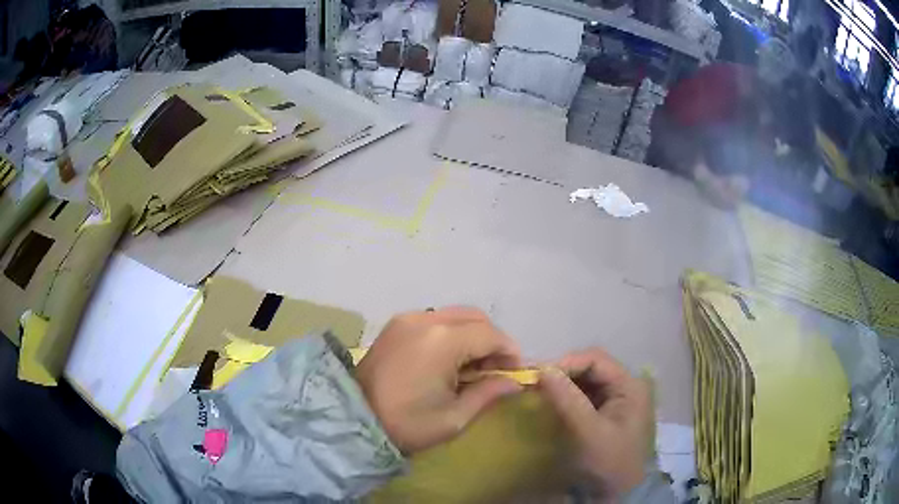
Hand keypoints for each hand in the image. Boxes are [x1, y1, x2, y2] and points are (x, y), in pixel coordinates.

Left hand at [355, 307, 522, 453]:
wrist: (354, 419)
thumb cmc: (406, 423)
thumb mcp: (453, 418)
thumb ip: (488, 394)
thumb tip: (515, 382)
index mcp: (442, 341)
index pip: (490, 335)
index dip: (509, 351)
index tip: (515, 372)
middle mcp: (425, 319)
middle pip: (474, 317)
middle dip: (492, 340)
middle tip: (494, 370)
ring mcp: (407, 319)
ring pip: (454, 315)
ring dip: (471, 335)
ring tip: (471, 367)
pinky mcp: (395, 325)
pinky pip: (434, 320)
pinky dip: (450, 334)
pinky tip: (448, 360)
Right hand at [539, 349, 652, 498]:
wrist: (620, 492)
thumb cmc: (609, 461)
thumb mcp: (589, 432)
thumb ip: (568, 400)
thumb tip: (542, 369)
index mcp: (629, 386)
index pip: (596, 360)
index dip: (567, 363)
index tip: (538, 375)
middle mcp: (625, 386)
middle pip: (591, 368)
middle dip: (563, 373)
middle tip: (535, 383)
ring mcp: (617, 399)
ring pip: (586, 381)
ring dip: (563, 384)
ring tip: (539, 391)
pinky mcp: (607, 412)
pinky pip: (585, 395)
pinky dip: (567, 396)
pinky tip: (552, 402)